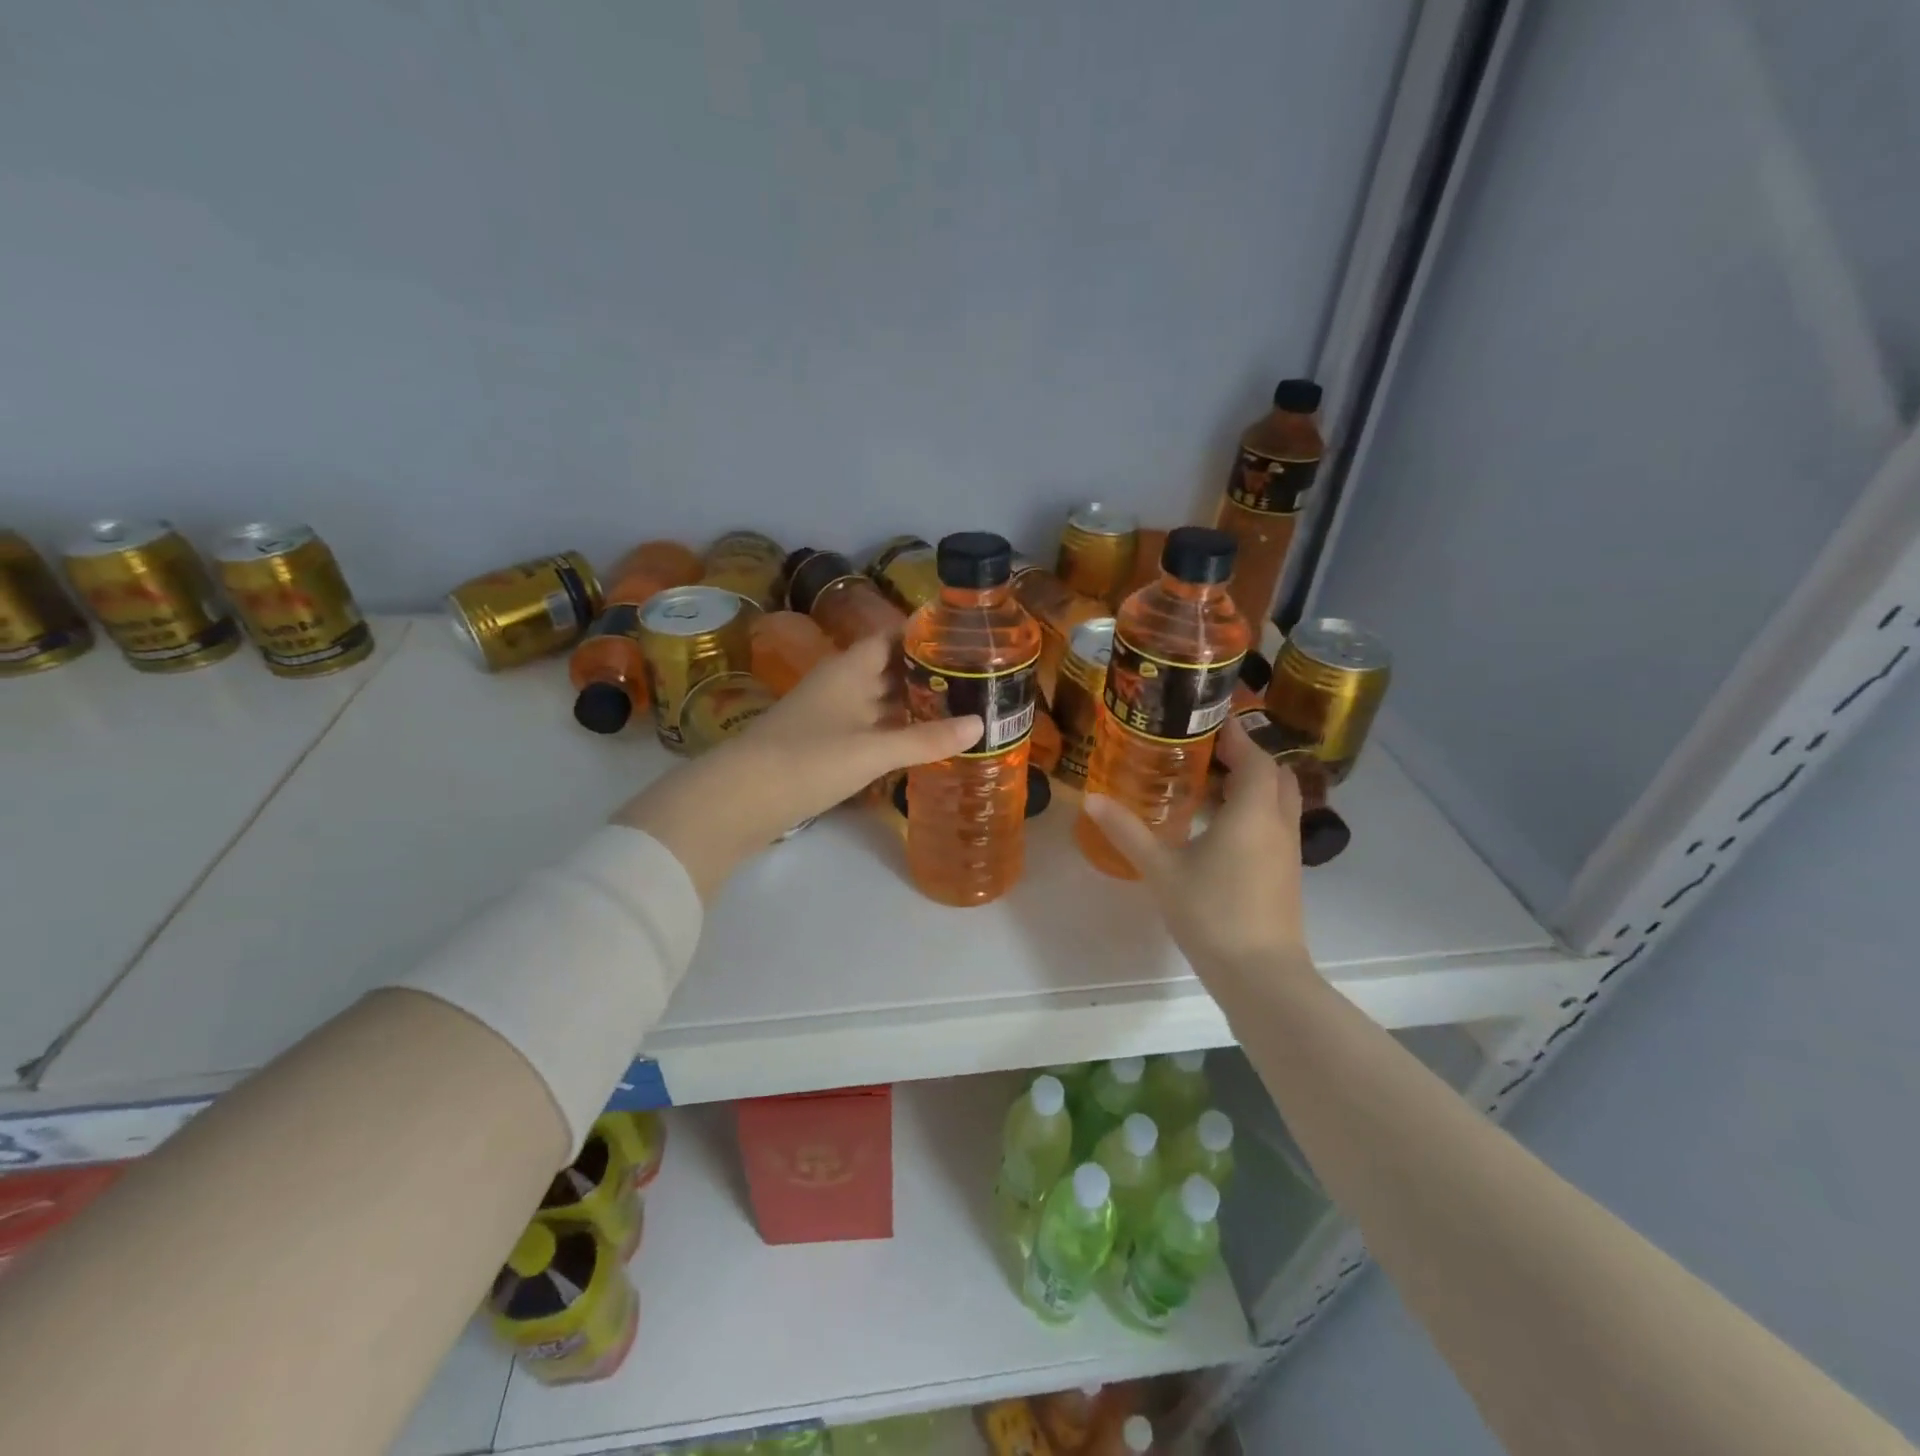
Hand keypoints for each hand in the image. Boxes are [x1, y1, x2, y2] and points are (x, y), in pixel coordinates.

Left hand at [614, 634, 980, 897]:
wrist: (740, 799)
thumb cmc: (808, 760)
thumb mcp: (872, 749)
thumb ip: (926, 739)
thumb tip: (981, 725)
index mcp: (849, 669)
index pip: (892, 637)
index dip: (924, 635)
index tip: (964, 639)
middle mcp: (840, 684)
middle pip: (888, 669)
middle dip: (926, 673)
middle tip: (975, 679)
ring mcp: (829, 715)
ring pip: (878, 701)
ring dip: (912, 704)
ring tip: (959, 708)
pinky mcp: (823, 744)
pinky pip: (868, 727)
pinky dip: (894, 731)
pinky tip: (919, 742)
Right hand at [1083, 714, 1311, 972]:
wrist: (1260, 975)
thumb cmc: (1211, 913)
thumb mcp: (1161, 869)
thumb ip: (1127, 831)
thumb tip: (1091, 798)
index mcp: (1253, 812)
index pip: (1255, 757)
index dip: (1236, 736)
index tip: (1208, 722)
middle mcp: (1278, 823)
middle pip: (1275, 775)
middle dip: (1248, 757)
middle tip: (1207, 753)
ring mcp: (1288, 851)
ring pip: (1278, 801)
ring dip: (1253, 786)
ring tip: (1210, 785)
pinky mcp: (1287, 874)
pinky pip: (1275, 825)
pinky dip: (1254, 812)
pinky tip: (1220, 828)